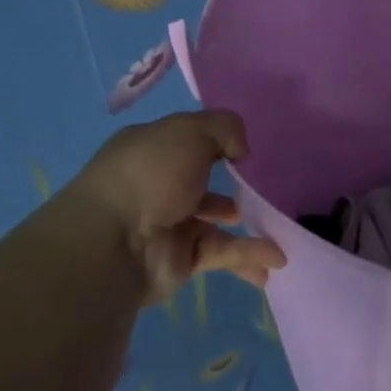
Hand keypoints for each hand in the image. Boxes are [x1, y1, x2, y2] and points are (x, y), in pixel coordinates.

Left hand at [59, 111, 285, 306]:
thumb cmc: (151, 173)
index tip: (241, 149)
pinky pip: (221, 254)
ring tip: (276, 226)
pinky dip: (249, 255)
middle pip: (196, 183)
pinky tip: (275, 260)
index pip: (183, 141)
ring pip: (213, 223)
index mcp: (150, 150)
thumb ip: (225, 129)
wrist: (114, 243)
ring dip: (245, 226)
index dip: (212, 141)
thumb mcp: (191, 131)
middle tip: (256, 189)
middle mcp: (156, 186)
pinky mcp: (179, 261)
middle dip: (226, 187)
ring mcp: (167, 226)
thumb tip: (240, 151)